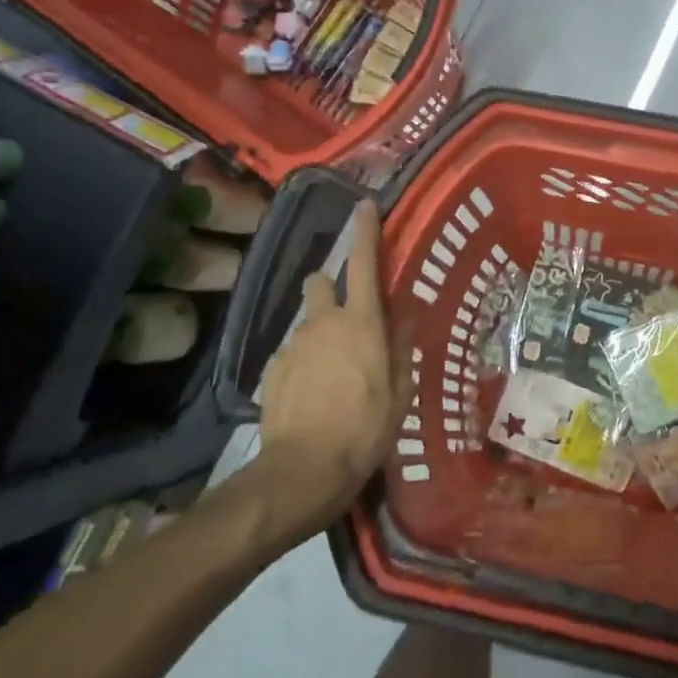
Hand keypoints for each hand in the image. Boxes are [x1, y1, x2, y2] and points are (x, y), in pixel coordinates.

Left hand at [254, 200, 410, 537]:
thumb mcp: (400, 391)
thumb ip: (401, 345)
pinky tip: (311, 393)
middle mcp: (324, 322)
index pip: (362, 263)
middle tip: (345, 317)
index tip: (365, 206)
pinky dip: (303, 361)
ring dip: (319, 331)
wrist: (303, 471)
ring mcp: (293, 344)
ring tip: (331, 370)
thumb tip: (405, 311)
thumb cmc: (364, 429)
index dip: (365, 231)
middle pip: (320, 282)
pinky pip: (293, 351)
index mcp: (361, 322)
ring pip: (307, 321)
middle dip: (329, 287)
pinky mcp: (273, 369)